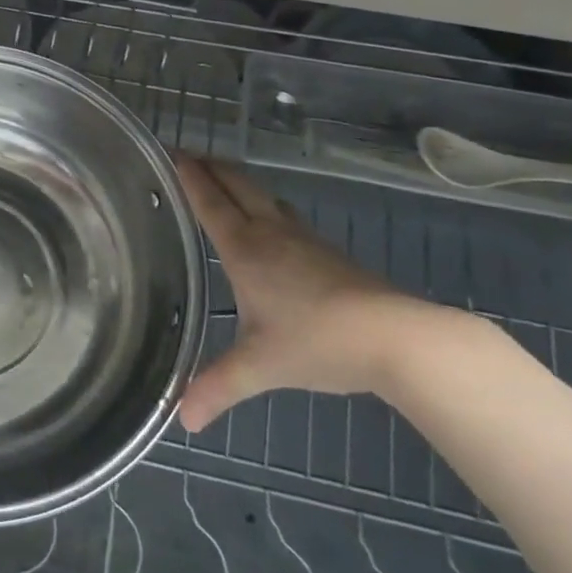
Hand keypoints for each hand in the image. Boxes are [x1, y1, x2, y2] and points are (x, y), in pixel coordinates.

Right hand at [175, 156, 429, 431]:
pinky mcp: (328, 252)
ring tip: (221, 181)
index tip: (171, 152)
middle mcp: (271, 233)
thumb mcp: (260, 366)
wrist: (399, 338)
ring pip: (264, 196)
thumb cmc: (319, 342)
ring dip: (238, 182)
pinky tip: (269, 223)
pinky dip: (264, 204)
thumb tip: (182, 420)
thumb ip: (217, 387)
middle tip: (188, 155)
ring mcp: (303, 239)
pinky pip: (284, 214)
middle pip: (237, 185)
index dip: (189, 176)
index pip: (210, 202)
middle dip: (211, 167)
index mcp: (245, 249)